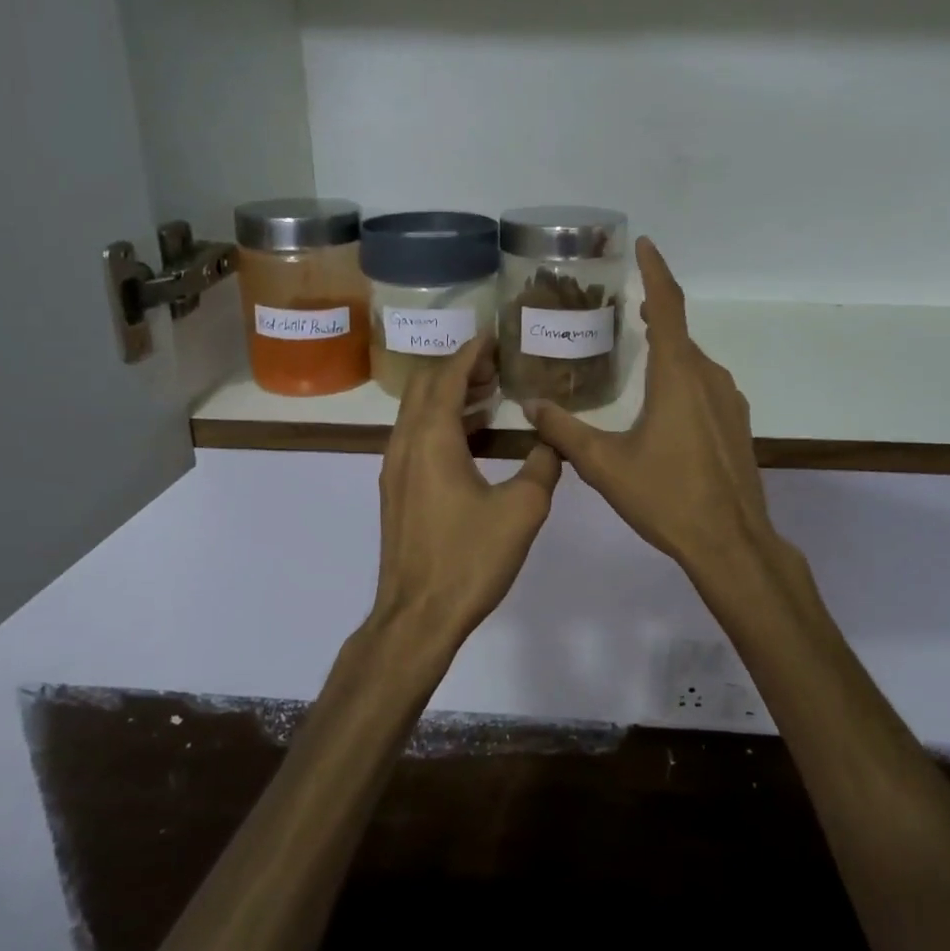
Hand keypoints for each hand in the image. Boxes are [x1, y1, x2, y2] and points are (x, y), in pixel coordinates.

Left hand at [370, 337, 561, 654]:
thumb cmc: (469, 559)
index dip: (470, 352)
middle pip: (424, 387)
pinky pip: (415, 437)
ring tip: (488, 396)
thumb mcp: (522, 510)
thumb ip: (544, 465)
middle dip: (458, 369)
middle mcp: (405, 444)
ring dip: (448, 396)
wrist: (417, 615)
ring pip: (416, 413)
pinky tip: (470, 439)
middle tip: (496, 366)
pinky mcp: (396, 491)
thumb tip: (554, 439)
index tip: (493, 335)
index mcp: (432, 439)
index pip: (448, 377)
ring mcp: (395, 468)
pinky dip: (440, 422)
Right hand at [526, 238, 778, 587]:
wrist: (731, 543)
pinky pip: (704, 385)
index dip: (655, 271)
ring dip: (667, 349)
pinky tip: (662, 403)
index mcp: (678, 375)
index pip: (668, 306)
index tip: (644, 244)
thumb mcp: (604, 465)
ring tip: (636, 351)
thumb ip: (565, 431)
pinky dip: (681, 377)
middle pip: (679, 333)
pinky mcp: (736, 424)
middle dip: (653, 313)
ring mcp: (728, 401)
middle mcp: (708, 378)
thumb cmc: (666, 497)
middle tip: (622, 307)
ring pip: (692, 362)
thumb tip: (531, 406)